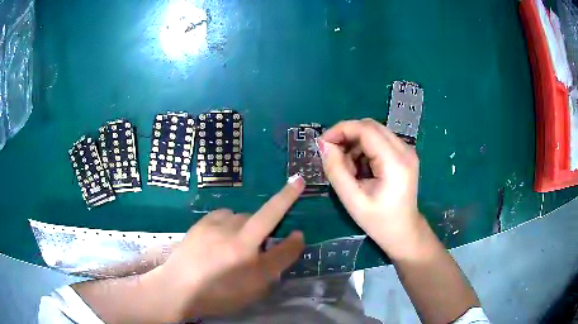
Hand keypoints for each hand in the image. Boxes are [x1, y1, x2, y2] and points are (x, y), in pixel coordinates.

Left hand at [145, 177, 305, 320]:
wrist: (178, 289)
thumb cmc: (221, 294)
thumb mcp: (258, 285)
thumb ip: (280, 259)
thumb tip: (297, 236)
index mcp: (244, 245)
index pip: (273, 215)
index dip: (288, 197)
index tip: (299, 180)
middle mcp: (228, 229)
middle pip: (256, 219)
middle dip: (263, 231)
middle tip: (255, 252)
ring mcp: (211, 225)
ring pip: (239, 216)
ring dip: (244, 227)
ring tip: (234, 247)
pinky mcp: (199, 225)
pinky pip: (222, 216)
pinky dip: (227, 224)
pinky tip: (219, 240)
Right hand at [318, 118, 422, 258]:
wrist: (404, 231)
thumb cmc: (378, 221)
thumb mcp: (352, 200)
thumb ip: (336, 170)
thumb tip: (323, 145)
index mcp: (395, 162)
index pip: (366, 130)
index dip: (341, 130)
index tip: (323, 143)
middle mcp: (405, 150)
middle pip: (370, 126)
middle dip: (347, 135)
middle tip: (332, 153)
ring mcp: (407, 151)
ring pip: (374, 131)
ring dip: (355, 143)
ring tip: (348, 167)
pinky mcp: (405, 154)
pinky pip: (380, 140)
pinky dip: (365, 148)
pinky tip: (360, 167)